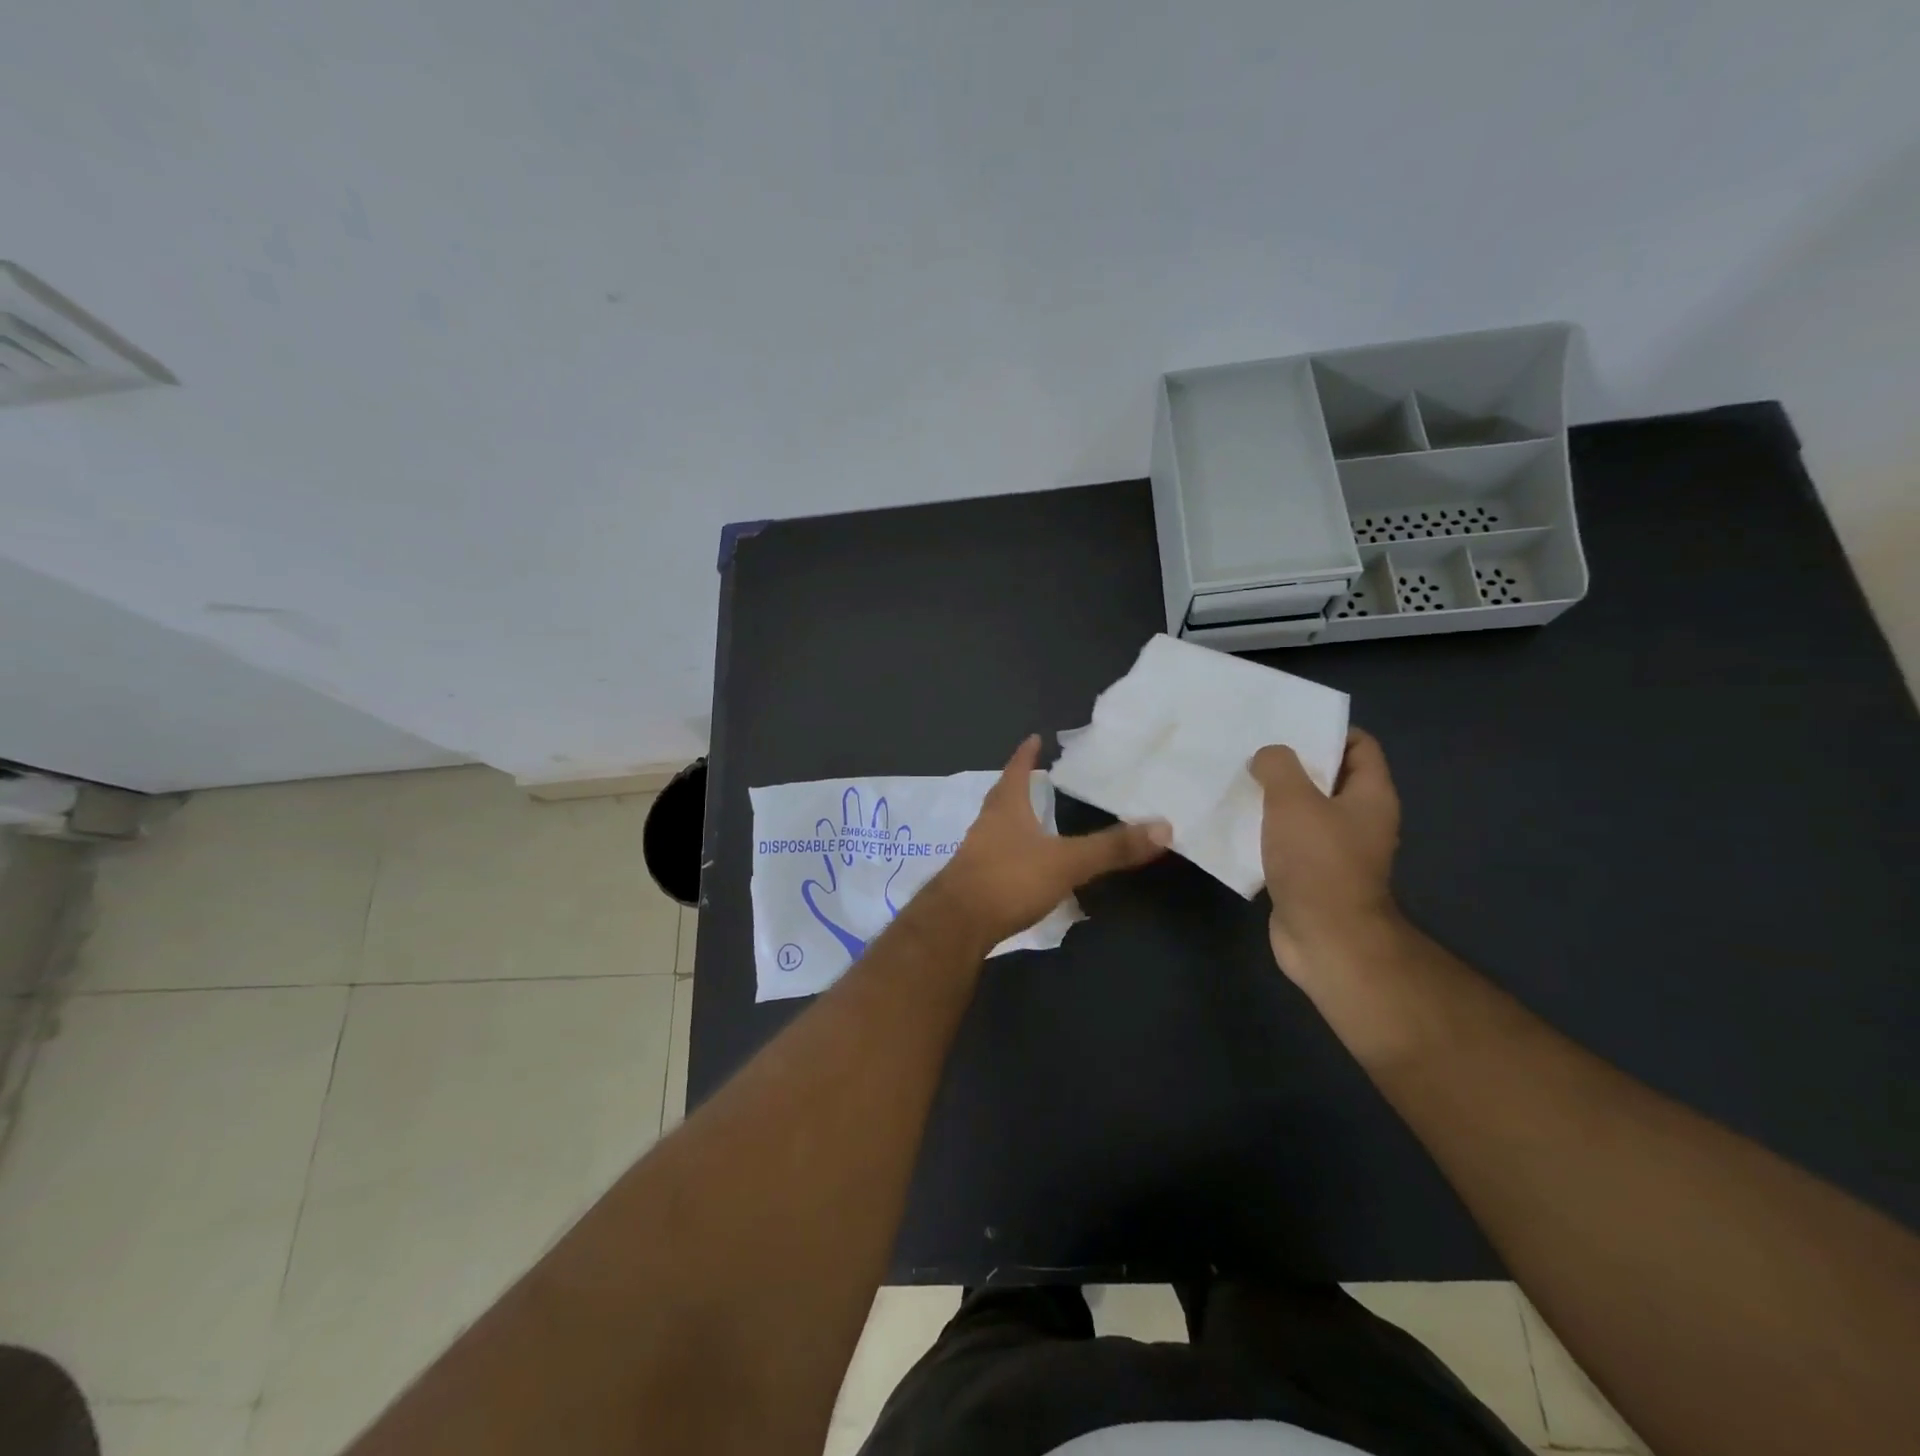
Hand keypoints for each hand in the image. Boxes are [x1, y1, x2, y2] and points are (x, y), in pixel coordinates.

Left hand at [924, 735, 1170, 954]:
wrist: (956, 924)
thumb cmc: (1009, 879)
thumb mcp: (1067, 862)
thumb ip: (1111, 847)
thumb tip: (1163, 827)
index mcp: (1006, 808)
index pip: (1016, 771)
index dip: (1025, 754)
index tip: (1033, 738)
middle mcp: (986, 825)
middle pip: (1002, 797)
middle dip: (1019, 786)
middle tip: (1037, 777)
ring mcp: (976, 854)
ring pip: (997, 828)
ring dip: (1015, 821)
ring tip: (1035, 820)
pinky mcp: (973, 883)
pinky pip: (996, 859)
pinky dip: (1013, 855)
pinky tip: (1026, 868)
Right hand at [1250, 728, 1401, 978]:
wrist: (1326, 938)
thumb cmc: (1318, 862)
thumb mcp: (1294, 800)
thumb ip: (1279, 766)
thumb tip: (1268, 756)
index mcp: (1370, 796)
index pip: (1360, 745)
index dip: (1328, 730)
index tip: (1286, 724)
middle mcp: (1359, 820)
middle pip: (1328, 777)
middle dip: (1292, 762)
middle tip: (1251, 748)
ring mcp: (1336, 850)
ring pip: (1304, 810)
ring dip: (1274, 796)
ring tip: (1236, 780)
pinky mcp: (1311, 874)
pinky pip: (1287, 840)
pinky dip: (1266, 829)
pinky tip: (1235, 822)